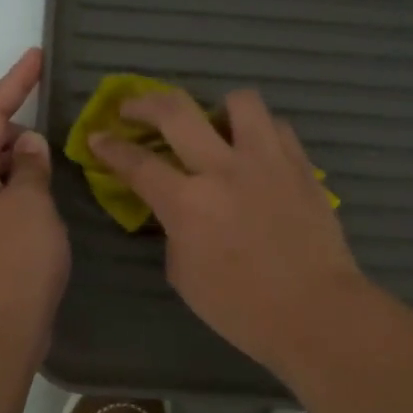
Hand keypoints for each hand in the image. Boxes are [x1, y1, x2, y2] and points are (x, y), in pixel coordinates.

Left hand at [0, 48, 69, 361]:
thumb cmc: (11, 266)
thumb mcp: (31, 207)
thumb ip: (31, 168)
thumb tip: (29, 144)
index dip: (15, 82)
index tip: (36, 55)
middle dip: (3, 122)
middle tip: (39, 127)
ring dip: (11, 157)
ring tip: (45, 161)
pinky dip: (15, 186)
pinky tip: (39, 198)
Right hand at [91, 88, 365, 372]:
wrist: (315, 312)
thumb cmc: (242, 309)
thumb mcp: (185, 276)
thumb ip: (174, 232)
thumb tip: (178, 211)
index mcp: (187, 203)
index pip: (137, 163)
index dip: (110, 147)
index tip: (97, 136)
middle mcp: (223, 169)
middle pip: (176, 111)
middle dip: (144, 103)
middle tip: (133, 109)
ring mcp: (266, 161)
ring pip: (239, 100)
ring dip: (218, 108)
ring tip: (214, 125)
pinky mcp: (300, 165)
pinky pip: (277, 127)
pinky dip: (259, 131)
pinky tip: (256, 151)